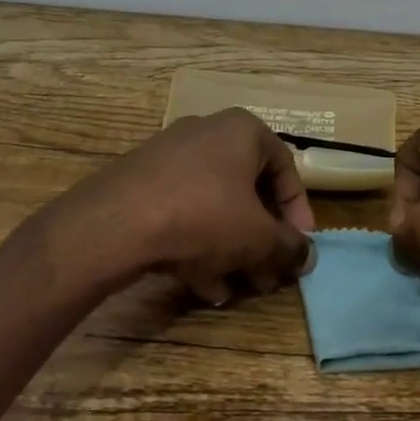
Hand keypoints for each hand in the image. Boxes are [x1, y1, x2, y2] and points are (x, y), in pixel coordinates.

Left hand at [57, 108, 314, 304]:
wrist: (112, 224)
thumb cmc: (202, 216)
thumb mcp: (257, 237)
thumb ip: (289, 247)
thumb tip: (307, 256)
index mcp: (242, 130)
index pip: (285, 168)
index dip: (298, 212)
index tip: (299, 248)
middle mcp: (207, 133)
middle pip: (247, 190)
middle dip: (260, 240)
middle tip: (267, 276)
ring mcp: (169, 156)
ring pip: (214, 205)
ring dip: (230, 250)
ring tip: (234, 290)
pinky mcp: (141, 182)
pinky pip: (182, 211)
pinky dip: (196, 244)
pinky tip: (200, 285)